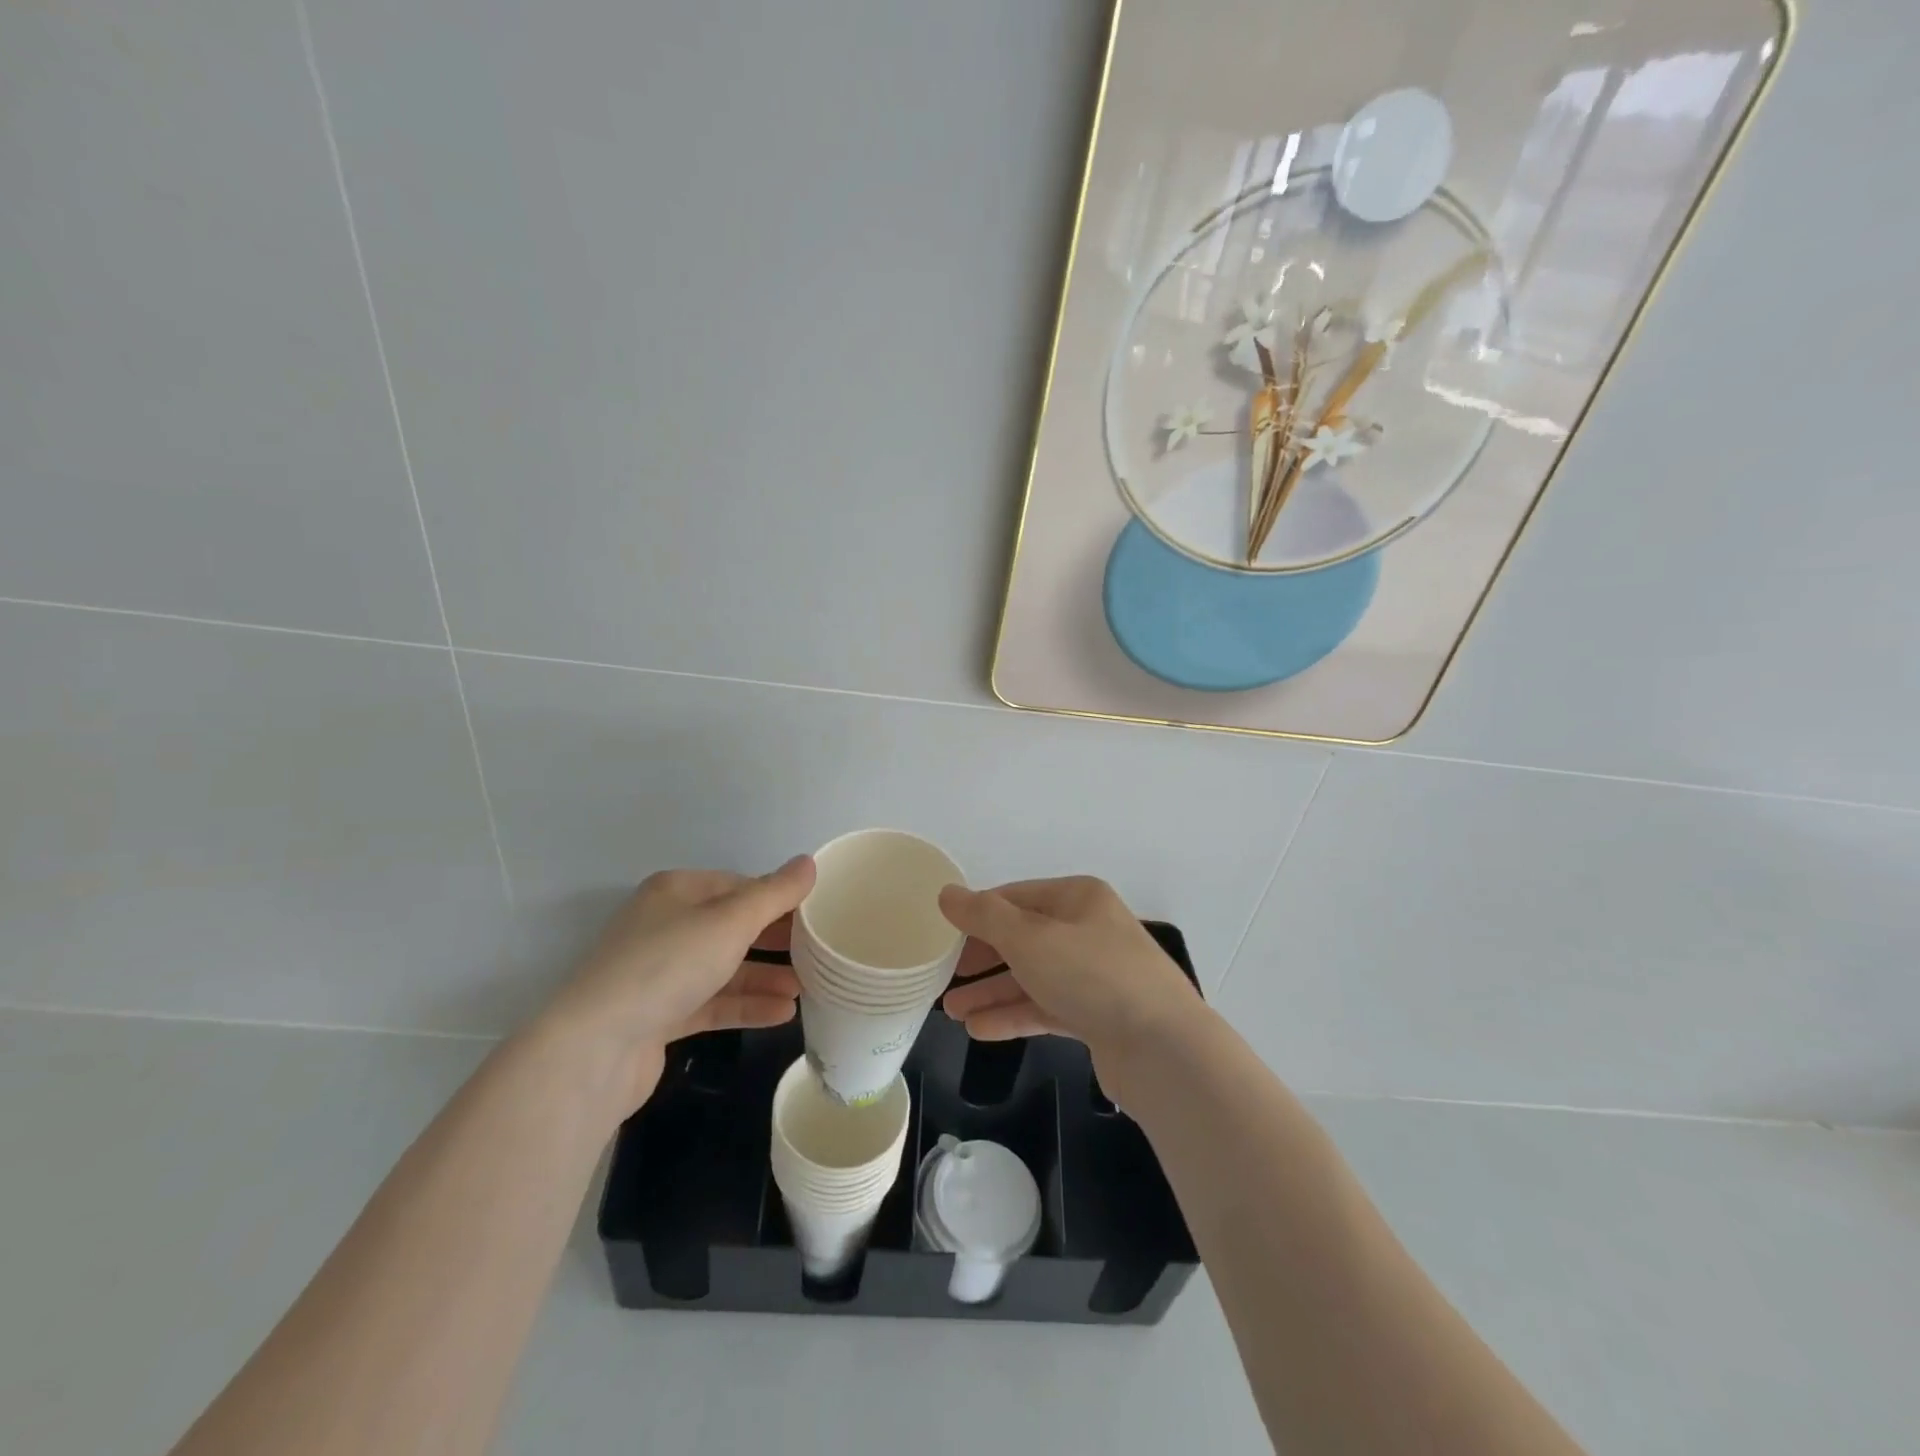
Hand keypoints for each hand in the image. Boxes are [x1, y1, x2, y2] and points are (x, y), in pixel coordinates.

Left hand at [538, 856, 814, 1112]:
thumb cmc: (667, 966)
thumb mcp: (730, 922)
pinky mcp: (659, 1016)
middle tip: (819, 950)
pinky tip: (783, 1014)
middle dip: (775, 939)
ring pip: (724, 967)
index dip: (778, 898)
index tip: (817, 914)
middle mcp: (666, 925)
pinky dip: (746, 1005)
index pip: (738, 885)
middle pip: (732, 926)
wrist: (595, 1048)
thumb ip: (774, 894)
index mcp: (676, 891)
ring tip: (807, 987)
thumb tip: (809, 863)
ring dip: (765, 976)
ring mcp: (660, 973)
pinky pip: (712, 1002)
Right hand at [938, 876, 1201, 1071]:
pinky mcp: (1099, 1016)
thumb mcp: (1030, 938)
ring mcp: (1096, 975)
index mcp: (1078, 898)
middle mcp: (1088, 930)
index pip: (1016, 897)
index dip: (977, 914)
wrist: (1164, 1049)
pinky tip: (980, 1030)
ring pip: (1033, 977)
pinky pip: (1047, 1008)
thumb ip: (984, 916)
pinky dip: (1015, 1015)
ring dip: (992, 992)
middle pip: (1023, 938)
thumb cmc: (1092, 975)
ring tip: (951, 1011)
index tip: (942, 936)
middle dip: (982, 958)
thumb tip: (947, 894)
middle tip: (943, 977)